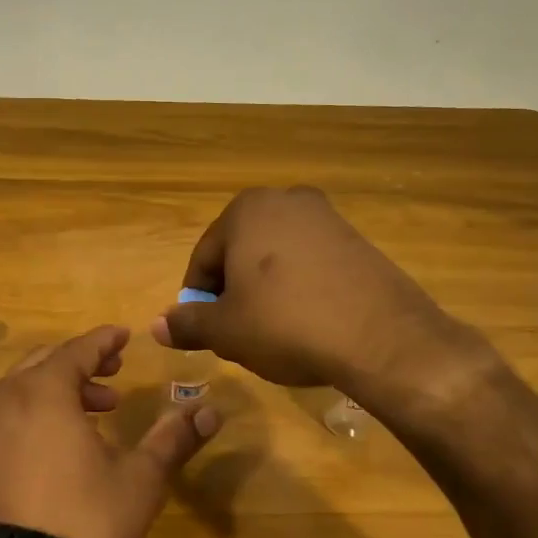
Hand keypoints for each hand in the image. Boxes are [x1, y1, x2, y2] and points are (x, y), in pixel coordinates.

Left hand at [0, 325, 221, 537]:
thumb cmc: (89, 520)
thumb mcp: (141, 477)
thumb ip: (174, 437)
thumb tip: (212, 411)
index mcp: (44, 390)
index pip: (78, 350)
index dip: (104, 341)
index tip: (124, 335)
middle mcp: (8, 398)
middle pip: (48, 361)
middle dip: (85, 362)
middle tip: (117, 370)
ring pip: (28, 385)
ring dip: (64, 386)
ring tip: (103, 407)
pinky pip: (14, 410)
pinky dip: (42, 407)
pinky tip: (71, 435)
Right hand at [152, 186, 478, 396]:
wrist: (381, 337)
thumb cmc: (286, 325)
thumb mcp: (226, 330)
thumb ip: (187, 324)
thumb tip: (156, 326)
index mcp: (246, 210)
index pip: (204, 258)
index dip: (199, 300)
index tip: (205, 332)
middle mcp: (286, 200)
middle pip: (241, 253)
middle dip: (234, 292)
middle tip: (239, 333)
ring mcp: (327, 217)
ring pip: (277, 258)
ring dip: (267, 291)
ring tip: (274, 332)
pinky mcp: (358, 240)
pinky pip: (312, 264)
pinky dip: (301, 289)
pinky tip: (308, 322)